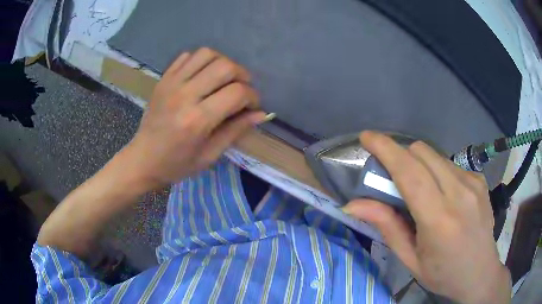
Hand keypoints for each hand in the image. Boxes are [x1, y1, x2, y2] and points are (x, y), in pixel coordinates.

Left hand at [124, 48, 267, 188]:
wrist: (142, 160)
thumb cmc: (176, 164)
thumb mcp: (210, 155)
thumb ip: (236, 130)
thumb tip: (261, 114)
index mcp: (197, 120)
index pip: (237, 93)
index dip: (252, 97)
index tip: (252, 106)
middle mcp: (184, 95)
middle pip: (225, 66)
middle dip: (242, 75)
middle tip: (242, 90)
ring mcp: (171, 83)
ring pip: (207, 54)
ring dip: (223, 63)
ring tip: (224, 79)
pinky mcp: (164, 79)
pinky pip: (188, 56)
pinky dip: (202, 61)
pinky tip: (203, 76)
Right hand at [343, 131, 510, 303]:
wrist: (480, 272)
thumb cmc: (443, 273)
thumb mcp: (410, 260)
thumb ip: (387, 227)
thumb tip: (353, 204)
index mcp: (439, 220)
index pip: (409, 172)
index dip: (386, 149)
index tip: (367, 137)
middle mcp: (459, 193)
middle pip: (421, 152)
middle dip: (401, 156)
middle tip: (392, 178)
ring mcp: (473, 183)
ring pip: (435, 155)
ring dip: (419, 165)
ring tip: (420, 192)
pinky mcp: (479, 179)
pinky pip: (450, 164)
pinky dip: (437, 172)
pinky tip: (443, 195)